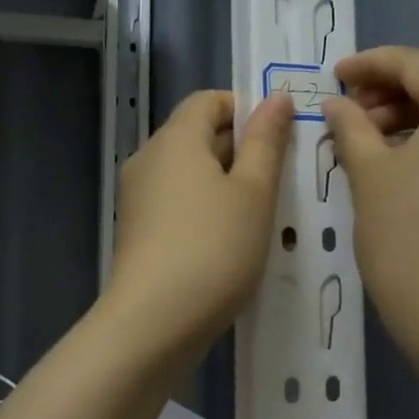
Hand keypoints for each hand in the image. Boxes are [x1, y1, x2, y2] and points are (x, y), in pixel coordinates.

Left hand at [107, 89, 293, 357]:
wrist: (154, 322)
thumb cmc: (214, 248)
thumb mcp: (254, 192)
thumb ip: (266, 141)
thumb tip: (276, 97)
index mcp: (175, 140)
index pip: (208, 100)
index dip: (246, 110)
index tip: (279, 140)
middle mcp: (148, 159)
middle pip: (197, 135)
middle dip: (241, 148)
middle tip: (282, 178)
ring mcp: (137, 197)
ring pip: (189, 172)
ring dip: (226, 182)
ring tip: (263, 212)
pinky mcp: (137, 230)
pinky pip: (177, 201)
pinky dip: (205, 207)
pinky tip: (231, 239)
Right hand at [323, 45, 418, 349]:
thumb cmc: (407, 239)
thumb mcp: (370, 174)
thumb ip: (351, 125)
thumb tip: (336, 103)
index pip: (416, 63)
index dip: (370, 64)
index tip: (334, 75)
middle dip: (400, 77)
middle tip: (356, 103)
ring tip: (371, 129)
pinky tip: (402, 145)